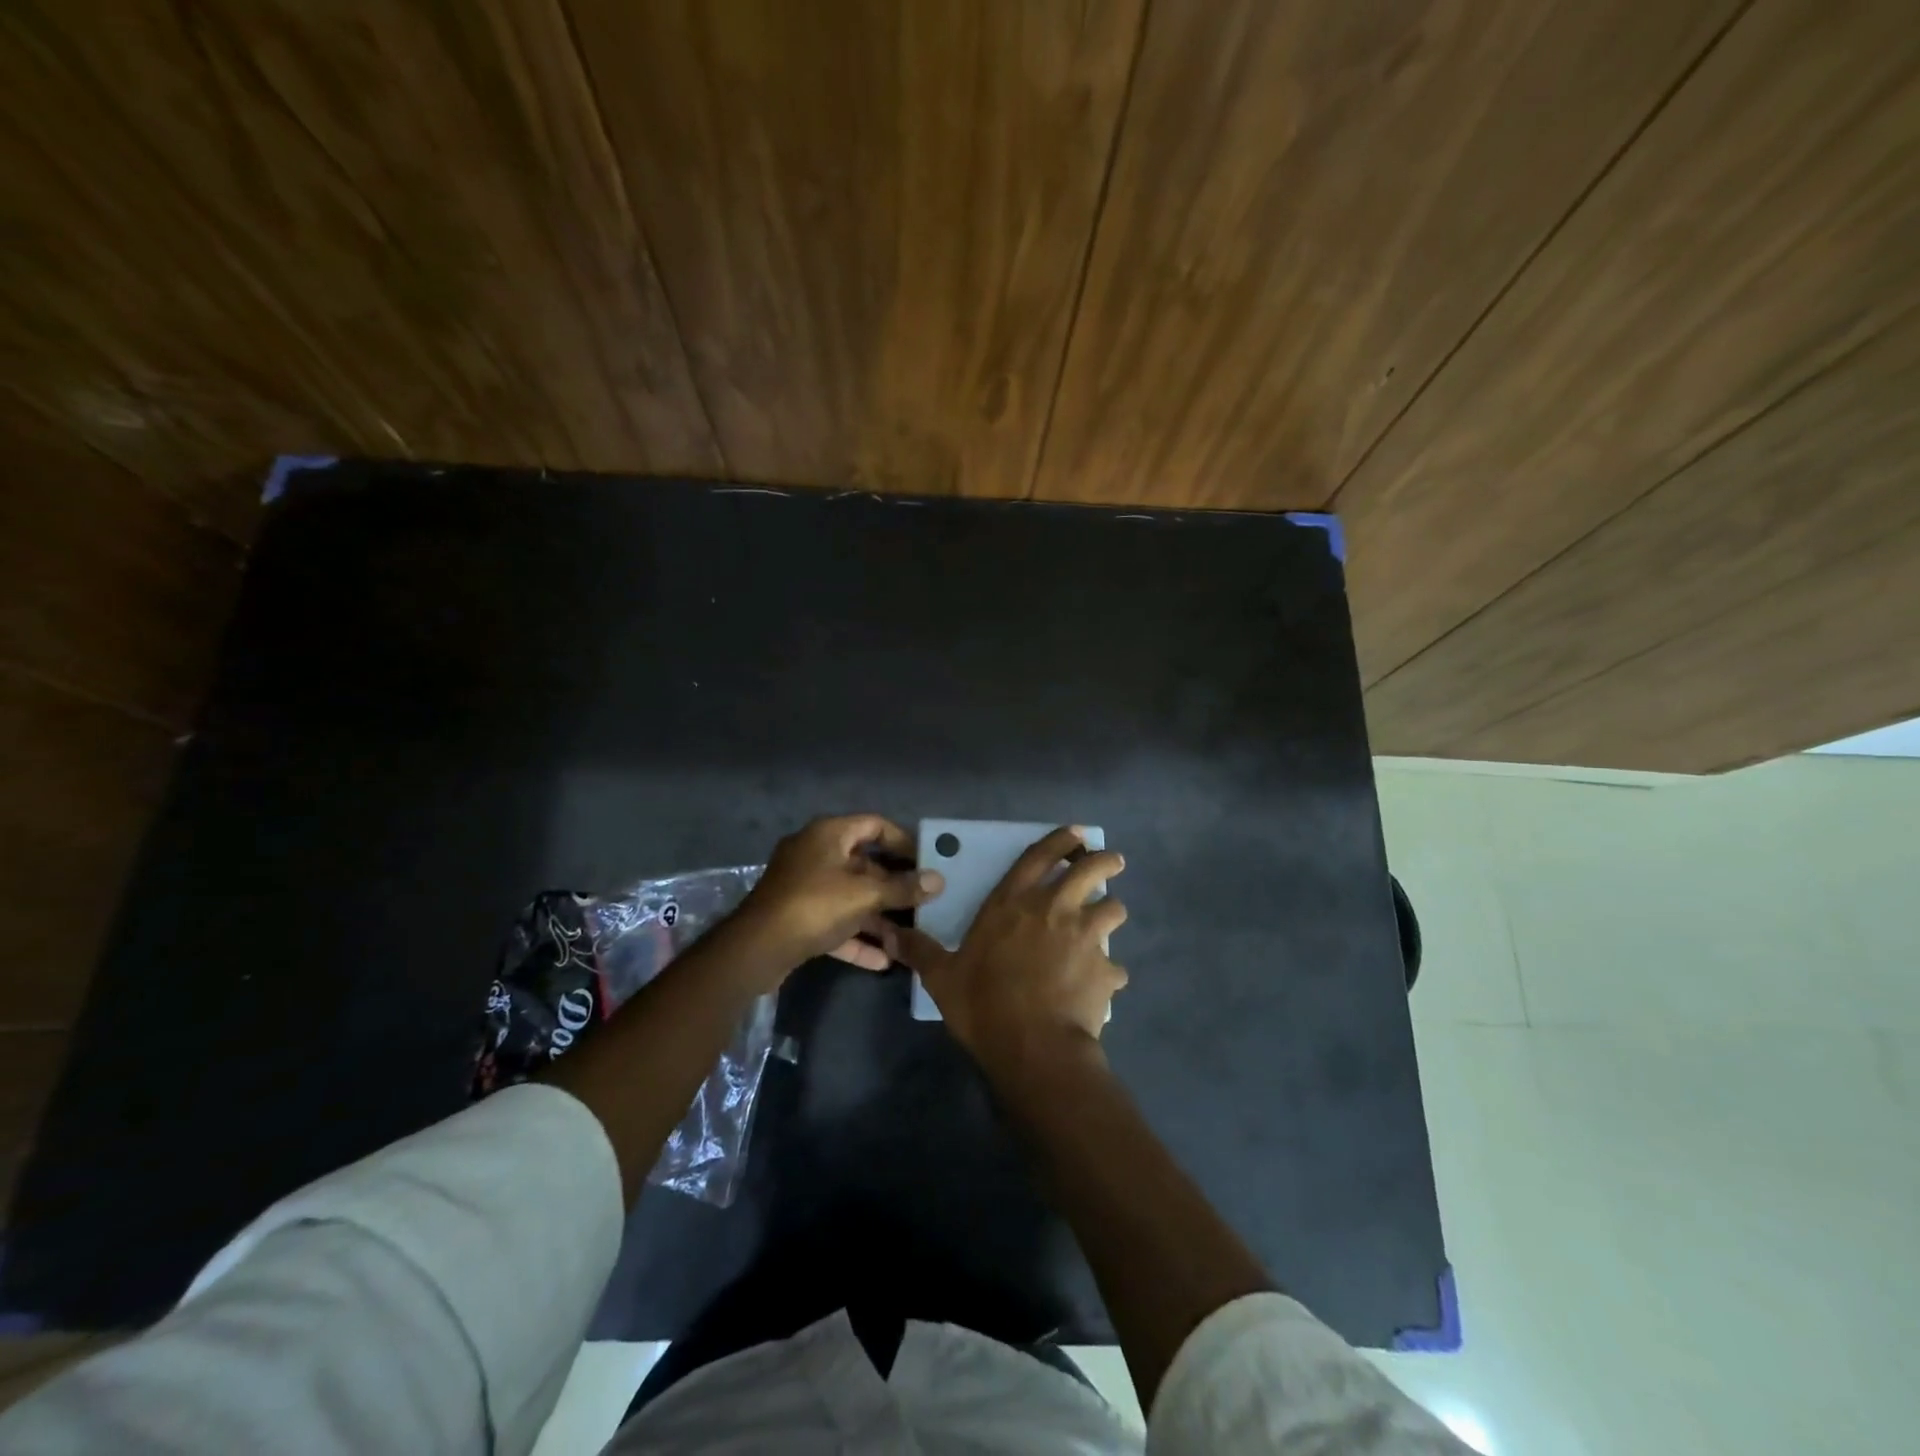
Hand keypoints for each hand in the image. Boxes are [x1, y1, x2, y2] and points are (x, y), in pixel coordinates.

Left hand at [733, 814, 944, 975]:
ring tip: (910, 935)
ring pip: (850, 897)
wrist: (756, 949)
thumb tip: (938, 880)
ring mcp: (804, 887)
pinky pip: (834, 922)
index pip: (874, 825)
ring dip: (878, 916)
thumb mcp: (864, 895)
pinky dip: (856, 937)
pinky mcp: (797, 918)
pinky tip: (883, 960)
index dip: (903, 840)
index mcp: (828, 835)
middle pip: (864, 864)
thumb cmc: (814, 906)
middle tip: (924, 900)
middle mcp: (815, 854)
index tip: (927, 860)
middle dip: (894, 886)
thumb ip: (903, 888)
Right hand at [897, 826, 1127, 1075]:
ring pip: (1113, 909)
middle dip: (1104, 861)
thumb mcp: (942, 977)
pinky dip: (1110, 972)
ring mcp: (1084, 937)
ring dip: (1111, 912)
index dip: (1060, 840)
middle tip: (1113, 861)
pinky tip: (1103, 984)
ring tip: (1108, 920)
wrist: (1033, 1046)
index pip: (1038, 857)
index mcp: (1013, 903)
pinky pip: (1115, 966)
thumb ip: (921, 951)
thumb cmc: (983, 1003)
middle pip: (1089, 870)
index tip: (1078, 833)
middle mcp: (1053, 909)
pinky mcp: (1104, 969)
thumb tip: (890, 934)